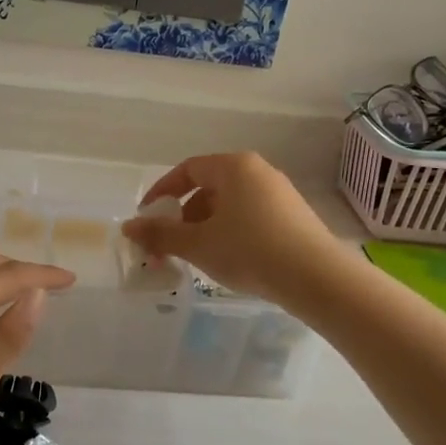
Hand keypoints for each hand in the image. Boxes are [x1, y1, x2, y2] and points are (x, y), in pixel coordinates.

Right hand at [119, 152, 340, 303]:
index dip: (161, 192)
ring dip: (205, 227)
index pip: (187, 170)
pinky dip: (230, 232)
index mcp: (233, 167)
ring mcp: (280, 193)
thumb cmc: (249, 251)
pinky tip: (228, 260)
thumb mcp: (197, 244)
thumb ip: (160, 234)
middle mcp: (258, 171)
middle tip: (169, 245)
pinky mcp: (294, 216)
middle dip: (183, 216)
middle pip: (208, 188)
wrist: (317, 278)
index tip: (146, 217)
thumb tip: (128, 226)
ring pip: (230, 205)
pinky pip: (250, 217)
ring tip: (196, 257)